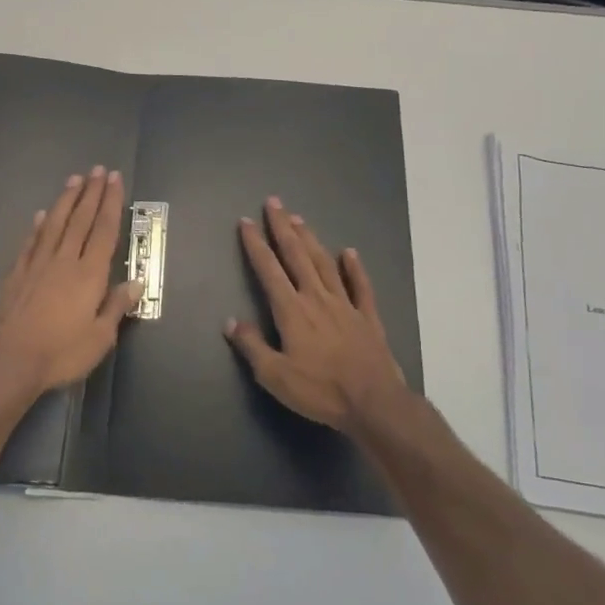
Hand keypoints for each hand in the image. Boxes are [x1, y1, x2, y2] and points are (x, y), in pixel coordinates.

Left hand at [0, 166, 140, 395]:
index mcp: (89, 274)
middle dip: (91, 193)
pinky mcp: (16, 274)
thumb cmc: (60, 353)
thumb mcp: (99, 338)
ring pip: (55, 223)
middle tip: (97, 169)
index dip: (111, 203)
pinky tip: (41, 215)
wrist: (7, 361)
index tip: (114, 179)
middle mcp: (64, 260)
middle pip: (80, 219)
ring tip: (74, 179)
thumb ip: (116, 307)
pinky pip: (30, 242)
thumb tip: (136, 282)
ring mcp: (37, 264)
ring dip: (66, 200)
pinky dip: (38, 226)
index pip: (104, 230)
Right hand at [226, 198, 409, 432]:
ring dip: (310, 239)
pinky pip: (360, 286)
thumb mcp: (275, 376)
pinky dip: (354, 268)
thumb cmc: (320, 390)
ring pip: (324, 263)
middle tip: (274, 202)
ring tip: (299, 219)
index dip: (255, 245)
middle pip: (297, 255)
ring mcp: (345, 304)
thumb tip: (230, 321)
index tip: (245, 222)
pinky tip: (349, 252)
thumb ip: (252, 346)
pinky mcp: (368, 317)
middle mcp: (317, 298)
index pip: (268, 270)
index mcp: (292, 310)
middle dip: (283, 227)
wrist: (373, 402)